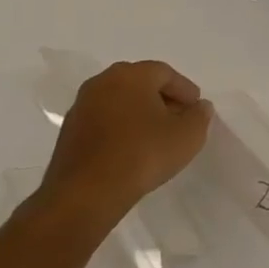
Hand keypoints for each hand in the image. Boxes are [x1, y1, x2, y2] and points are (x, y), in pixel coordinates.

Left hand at [38, 61, 212, 229]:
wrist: (86, 194)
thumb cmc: (143, 154)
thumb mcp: (189, 135)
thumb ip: (200, 115)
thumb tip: (198, 107)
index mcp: (131, 75)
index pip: (166, 73)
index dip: (185, 90)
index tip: (196, 110)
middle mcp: (102, 82)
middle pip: (140, 84)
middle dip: (162, 99)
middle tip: (178, 120)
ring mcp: (81, 107)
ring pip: (119, 102)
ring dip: (139, 114)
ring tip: (156, 137)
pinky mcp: (68, 133)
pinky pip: (103, 121)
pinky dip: (120, 129)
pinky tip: (131, 150)